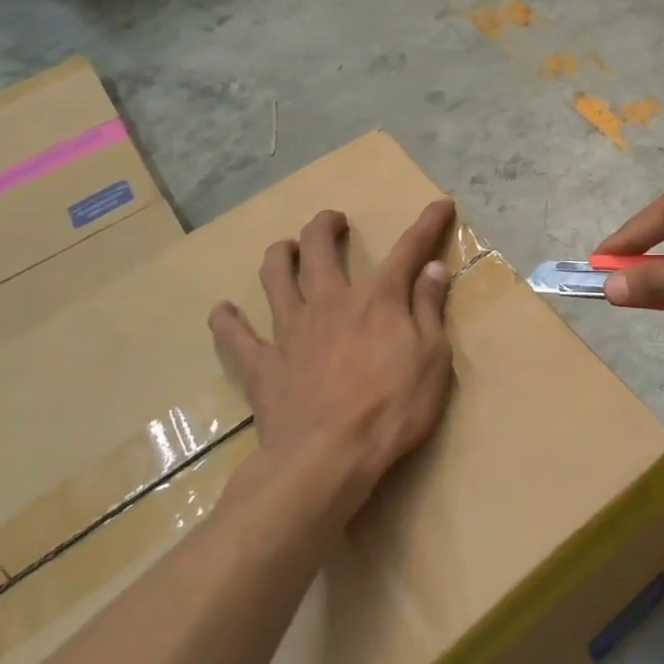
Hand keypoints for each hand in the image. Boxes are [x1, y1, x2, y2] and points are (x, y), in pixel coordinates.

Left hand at [209, 198, 457, 516]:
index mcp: (377, 299)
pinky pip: (236, 337)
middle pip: (320, 248)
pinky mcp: (263, 365)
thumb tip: (433, 269)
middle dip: (326, 226)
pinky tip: (222, 312)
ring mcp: (290, 331)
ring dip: (280, 255)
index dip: (428, 223)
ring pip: (275, 277)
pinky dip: (227, 322)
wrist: (327, 459)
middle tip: (332, 220)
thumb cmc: (392, 409)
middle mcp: (330, 302)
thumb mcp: (432, 358)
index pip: (409, 249)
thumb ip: (429, 309)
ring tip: (286, 248)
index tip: (441, 204)